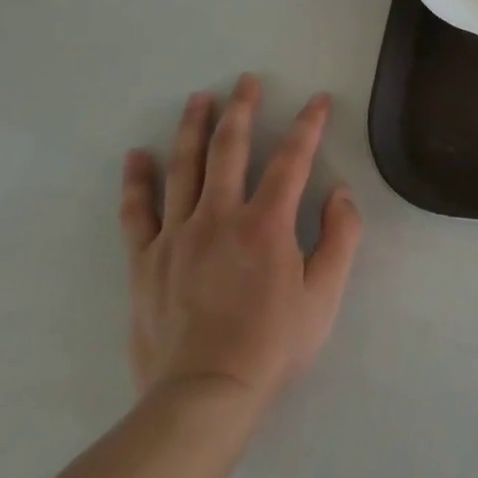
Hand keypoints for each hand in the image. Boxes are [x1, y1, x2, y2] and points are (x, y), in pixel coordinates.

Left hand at [119, 74, 362, 410]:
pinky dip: (137, 181)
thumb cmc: (273, 344)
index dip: (308, 125)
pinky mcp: (146, 261)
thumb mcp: (325, 294)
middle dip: (242, 109)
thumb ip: (340, 236)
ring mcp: (177, 237)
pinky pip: (138, 212)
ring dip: (193, 129)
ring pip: (184, 169)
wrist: (203, 396)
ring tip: (199, 98)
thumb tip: (339, 192)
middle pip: (229, 149)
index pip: (292, 159)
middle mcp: (219, 217)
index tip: (317, 101)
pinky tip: (138, 155)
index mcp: (267, 224)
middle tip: (245, 80)